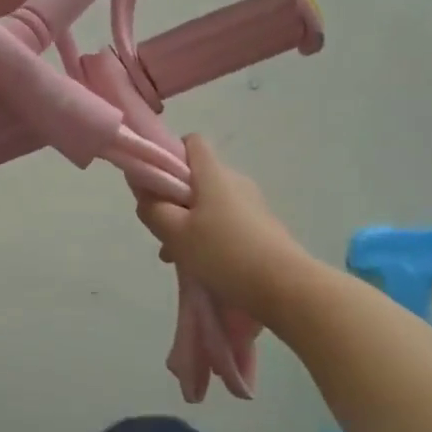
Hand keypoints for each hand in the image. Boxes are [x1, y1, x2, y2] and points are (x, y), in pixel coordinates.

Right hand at [136, 135, 306, 324]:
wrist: (287, 288)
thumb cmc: (224, 253)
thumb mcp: (176, 233)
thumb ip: (153, 209)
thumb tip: (144, 192)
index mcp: (213, 174)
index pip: (191, 143)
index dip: (170, 155)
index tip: (156, 182)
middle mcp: (235, 181)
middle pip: (197, 177)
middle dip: (175, 199)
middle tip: (163, 229)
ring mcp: (253, 205)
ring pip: (210, 204)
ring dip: (190, 223)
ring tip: (177, 256)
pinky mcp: (263, 228)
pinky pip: (227, 222)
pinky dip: (211, 237)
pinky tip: (203, 266)